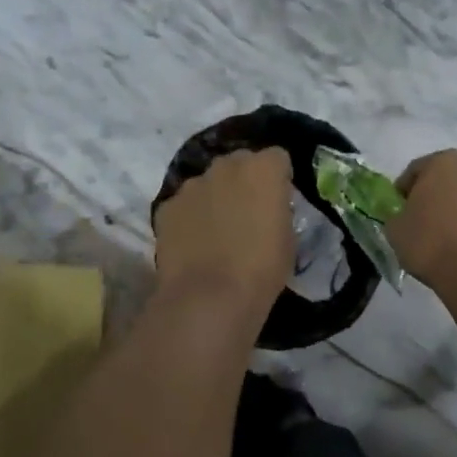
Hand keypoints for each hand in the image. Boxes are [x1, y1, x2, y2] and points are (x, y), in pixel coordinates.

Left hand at [153, 147, 293, 314]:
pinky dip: (190, 218)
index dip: (278, 178)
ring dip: (215, 197)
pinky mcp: (168, 205)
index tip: (278, 200)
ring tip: (217, 232)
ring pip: (209, 182)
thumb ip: (278, 211)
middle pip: (240, 162)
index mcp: (263, 169)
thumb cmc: (261, 270)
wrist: (209, 298)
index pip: (277, 158)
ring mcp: (193, 184)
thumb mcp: (288, 239)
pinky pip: (185, 205)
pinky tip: (193, 245)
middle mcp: (227, 165)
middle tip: (248, 213)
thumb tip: (268, 208)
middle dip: (245, 180)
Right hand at [387, 150, 456, 290]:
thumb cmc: (430, 241)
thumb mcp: (394, 229)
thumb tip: (406, 218)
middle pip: (444, 179)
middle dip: (432, 196)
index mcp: (443, 162)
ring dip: (454, 210)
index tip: (398, 210)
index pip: (415, 170)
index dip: (403, 191)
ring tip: (442, 238)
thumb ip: (398, 216)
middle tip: (419, 220)